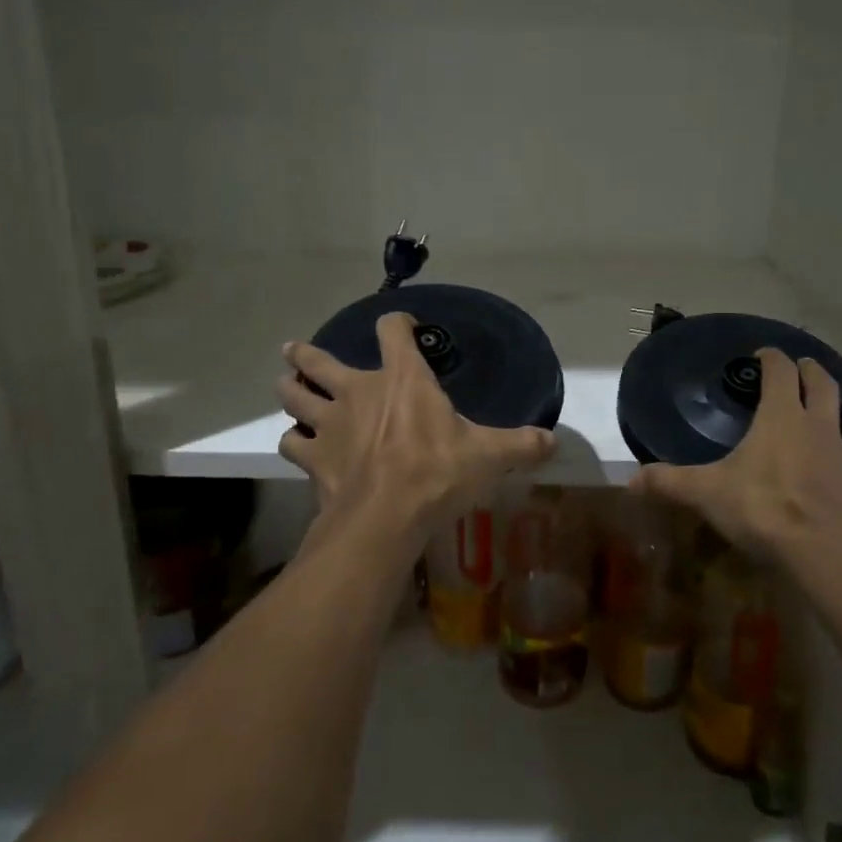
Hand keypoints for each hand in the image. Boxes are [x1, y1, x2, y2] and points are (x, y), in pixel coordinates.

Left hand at [277, 312, 556, 538]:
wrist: (385, 518)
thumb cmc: (437, 474)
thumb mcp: (489, 457)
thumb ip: (522, 445)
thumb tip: (555, 442)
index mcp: (402, 379)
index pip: (392, 331)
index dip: (396, 323)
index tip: (402, 326)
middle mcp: (358, 391)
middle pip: (319, 361)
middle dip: (306, 354)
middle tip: (293, 350)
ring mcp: (329, 423)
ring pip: (294, 396)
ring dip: (289, 390)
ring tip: (286, 386)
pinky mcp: (312, 457)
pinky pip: (291, 443)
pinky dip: (292, 441)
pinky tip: (297, 445)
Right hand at [630, 348, 841, 564]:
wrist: (821, 551)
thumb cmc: (760, 508)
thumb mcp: (706, 493)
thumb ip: (669, 482)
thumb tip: (631, 480)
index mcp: (780, 417)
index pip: (779, 372)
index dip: (771, 359)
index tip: (763, 354)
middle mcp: (818, 427)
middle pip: (822, 386)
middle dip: (812, 372)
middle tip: (804, 367)